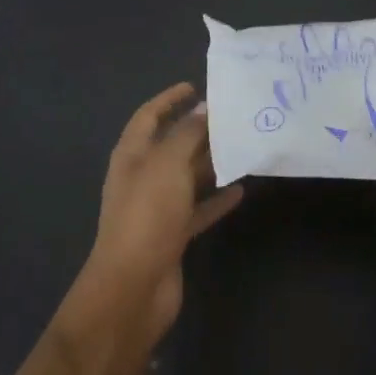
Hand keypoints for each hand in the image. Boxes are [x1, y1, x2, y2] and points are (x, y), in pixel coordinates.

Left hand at [79, 83, 244, 342]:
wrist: (133, 288)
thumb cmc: (147, 216)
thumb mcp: (167, 165)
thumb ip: (187, 134)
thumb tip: (203, 109)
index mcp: (132, 156)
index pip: (149, 117)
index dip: (168, 99)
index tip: (195, 86)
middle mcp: (142, 177)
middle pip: (172, 145)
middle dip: (198, 130)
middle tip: (233, 116)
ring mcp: (157, 208)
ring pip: (187, 176)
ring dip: (211, 163)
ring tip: (244, 147)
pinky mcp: (173, 235)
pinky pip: (198, 208)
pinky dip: (216, 198)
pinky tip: (241, 189)